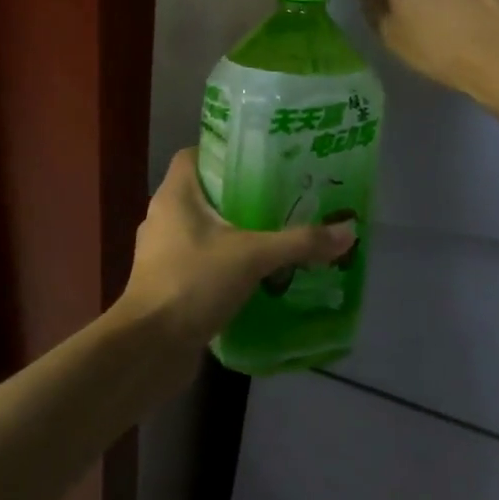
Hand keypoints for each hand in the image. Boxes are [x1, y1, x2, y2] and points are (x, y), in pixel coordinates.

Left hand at [118, 149, 355, 382]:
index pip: (194, 155)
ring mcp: (162, 252)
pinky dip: (225, 263)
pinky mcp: (168, 282)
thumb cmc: (193, 283)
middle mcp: (163, 217)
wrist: (150, 347)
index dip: (224, 152)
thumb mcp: (253, 256)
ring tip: (275, 234)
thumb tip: (348, 230)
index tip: (260, 159)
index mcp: (174, 195)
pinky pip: (201, 261)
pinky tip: (257, 274)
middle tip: (281, 197)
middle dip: (240, 195)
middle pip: (204, 193)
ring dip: (234, 232)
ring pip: (203, 230)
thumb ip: (299, 242)